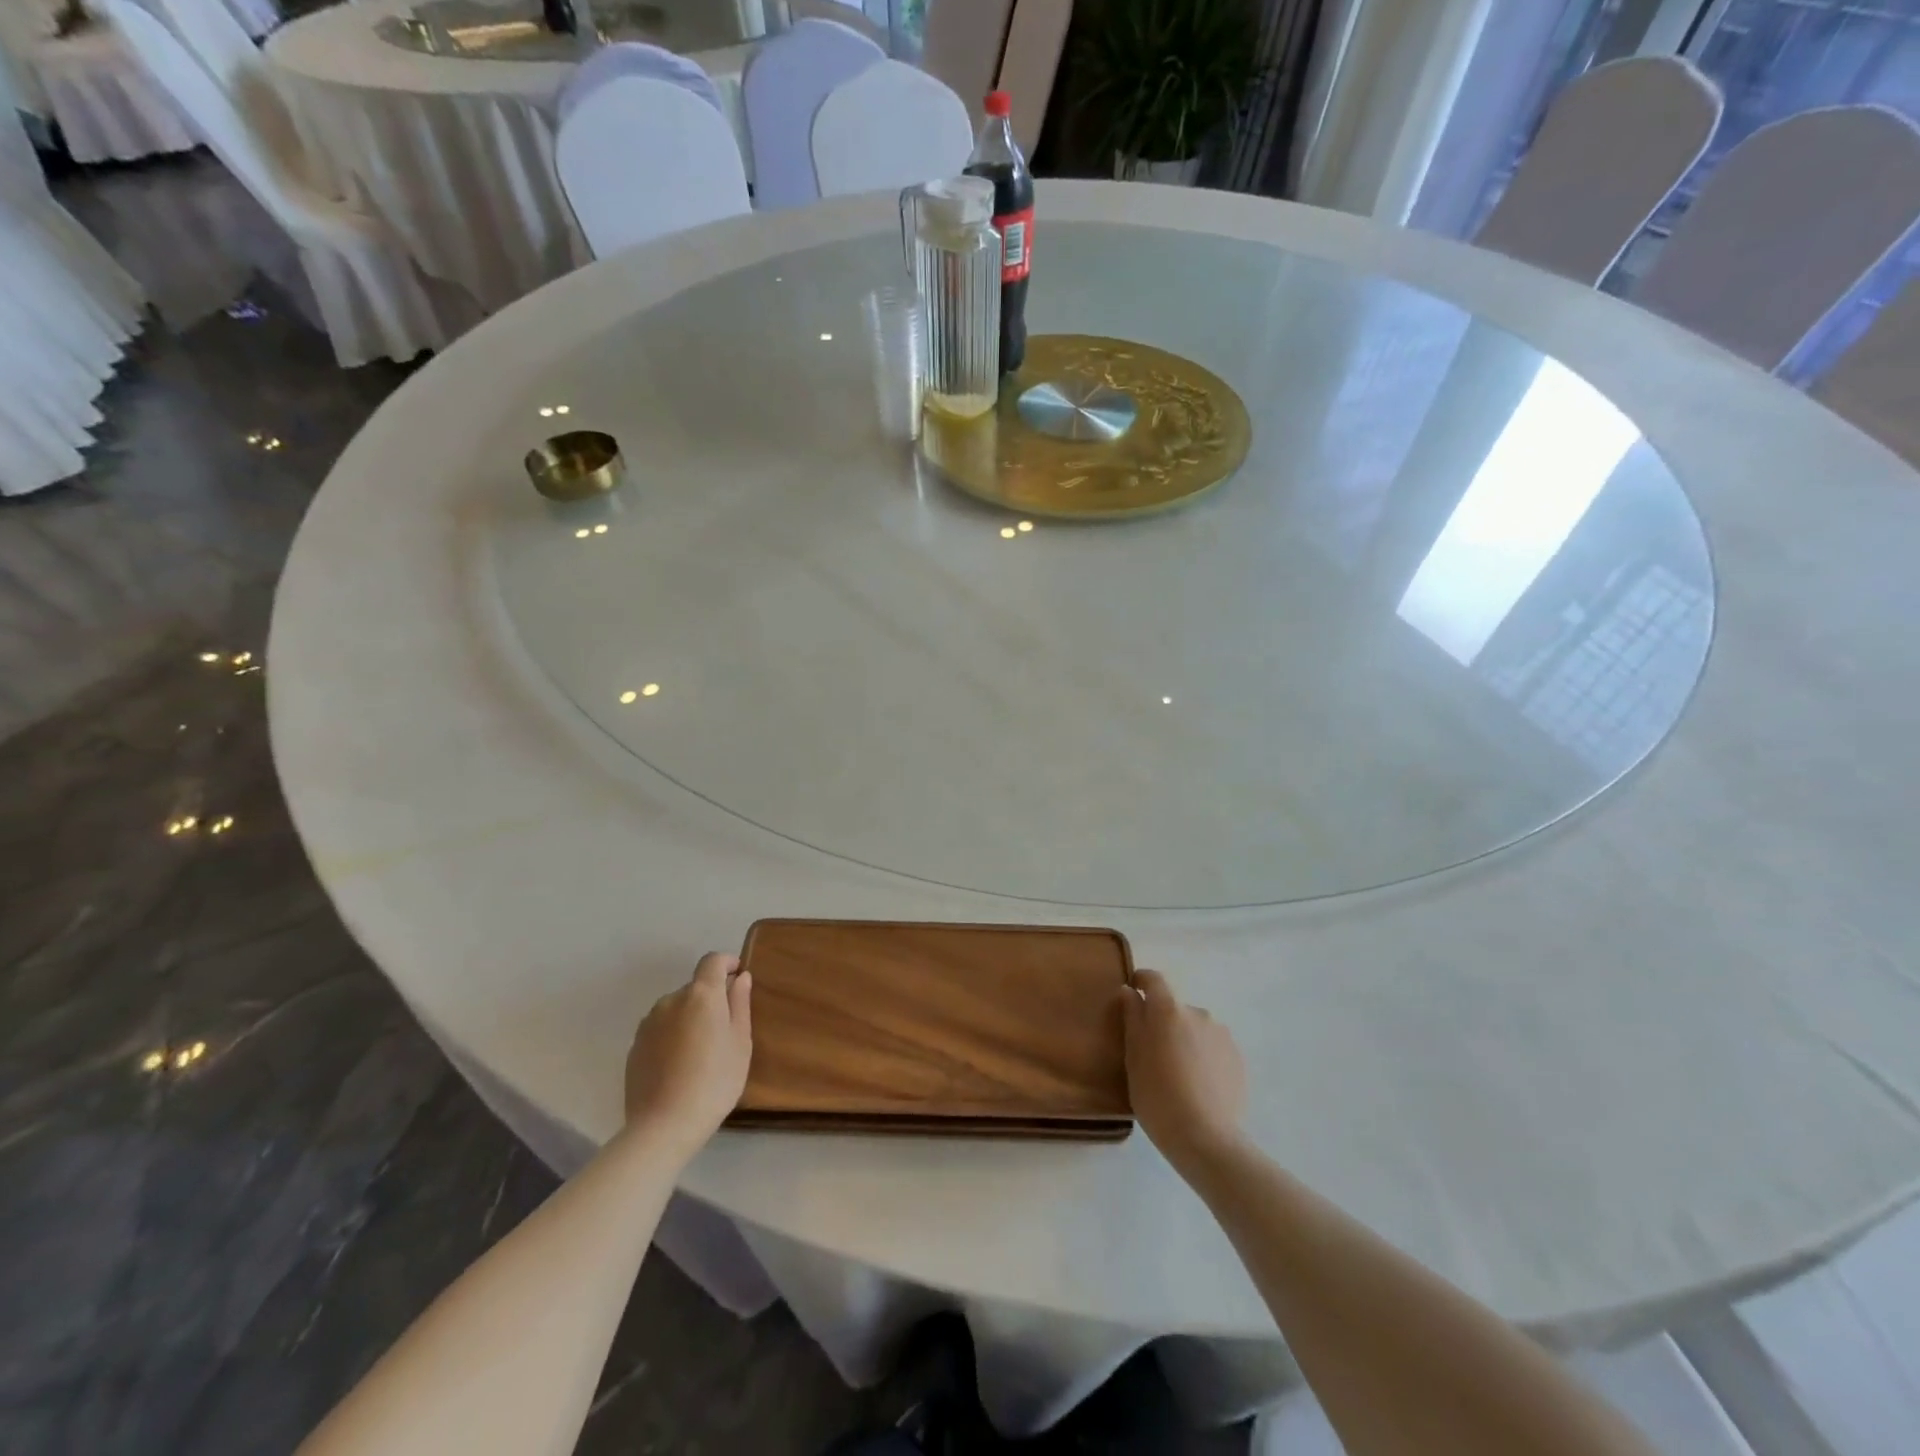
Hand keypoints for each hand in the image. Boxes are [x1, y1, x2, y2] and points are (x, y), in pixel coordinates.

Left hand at [623, 953, 752, 1159]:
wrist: (664, 1126)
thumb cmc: (715, 1081)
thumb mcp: (740, 1042)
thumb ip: (740, 1004)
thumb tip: (740, 977)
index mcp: (701, 995)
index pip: (712, 961)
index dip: (727, 963)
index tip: (738, 977)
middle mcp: (671, 1000)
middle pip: (695, 987)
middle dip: (710, 999)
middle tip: (724, 1029)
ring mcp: (648, 1023)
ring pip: (676, 1009)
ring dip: (690, 1018)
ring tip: (700, 1052)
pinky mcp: (634, 1046)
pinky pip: (660, 1029)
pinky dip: (672, 1036)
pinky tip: (679, 1066)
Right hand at [1121, 969, 1247, 1178]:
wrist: (1206, 1139)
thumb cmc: (1158, 1096)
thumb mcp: (1133, 1058)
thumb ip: (1132, 1019)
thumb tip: (1130, 992)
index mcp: (1169, 1010)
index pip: (1154, 980)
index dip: (1141, 981)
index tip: (1132, 992)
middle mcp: (1198, 1013)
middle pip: (1175, 1008)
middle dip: (1163, 1022)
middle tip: (1152, 1052)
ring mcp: (1222, 1035)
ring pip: (1195, 1028)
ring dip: (1185, 1039)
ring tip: (1178, 1074)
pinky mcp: (1238, 1058)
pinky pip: (1213, 1047)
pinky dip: (1203, 1057)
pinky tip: (1198, 1085)